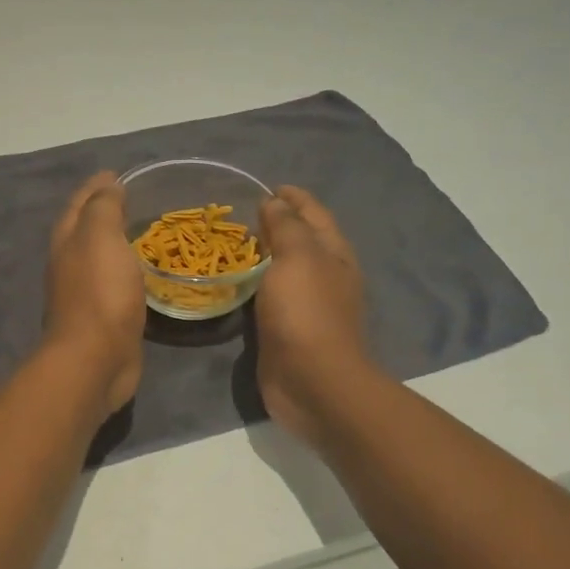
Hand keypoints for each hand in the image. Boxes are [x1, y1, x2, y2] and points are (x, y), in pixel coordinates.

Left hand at [43, 172, 145, 415]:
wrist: (95, 359)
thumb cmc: (100, 292)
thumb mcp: (101, 237)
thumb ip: (104, 208)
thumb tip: (108, 185)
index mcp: (67, 241)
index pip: (80, 203)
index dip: (96, 186)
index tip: (116, 173)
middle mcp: (69, 264)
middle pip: (84, 229)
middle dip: (102, 212)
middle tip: (131, 199)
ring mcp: (84, 293)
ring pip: (99, 258)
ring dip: (114, 243)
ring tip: (140, 232)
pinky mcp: (102, 318)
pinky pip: (114, 284)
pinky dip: (125, 271)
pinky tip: (141, 272)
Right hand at [255, 186, 374, 445]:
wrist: (313, 382)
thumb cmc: (306, 313)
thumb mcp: (297, 258)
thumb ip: (285, 227)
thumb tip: (275, 202)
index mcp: (334, 254)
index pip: (314, 214)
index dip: (295, 197)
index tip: (268, 186)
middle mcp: (326, 276)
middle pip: (303, 240)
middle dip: (279, 223)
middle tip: (244, 214)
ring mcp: (308, 305)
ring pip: (285, 269)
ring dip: (265, 254)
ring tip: (235, 243)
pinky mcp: (288, 330)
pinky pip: (271, 296)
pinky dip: (256, 283)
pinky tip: (236, 282)